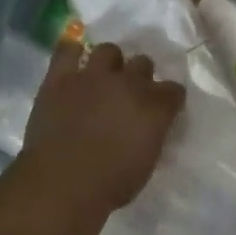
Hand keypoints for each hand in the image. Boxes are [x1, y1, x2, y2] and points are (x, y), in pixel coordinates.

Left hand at [18, 42, 185, 215]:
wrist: (63, 184)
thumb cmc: (112, 184)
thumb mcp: (148, 161)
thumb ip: (153, 134)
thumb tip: (149, 127)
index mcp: (156, 106)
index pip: (174, 90)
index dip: (169, 99)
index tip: (163, 110)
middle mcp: (129, 83)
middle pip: (143, 63)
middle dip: (140, 77)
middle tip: (130, 95)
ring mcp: (93, 77)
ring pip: (109, 50)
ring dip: (110, 63)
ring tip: (102, 78)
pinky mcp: (60, 79)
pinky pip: (66, 50)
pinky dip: (71, 52)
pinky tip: (73, 61)